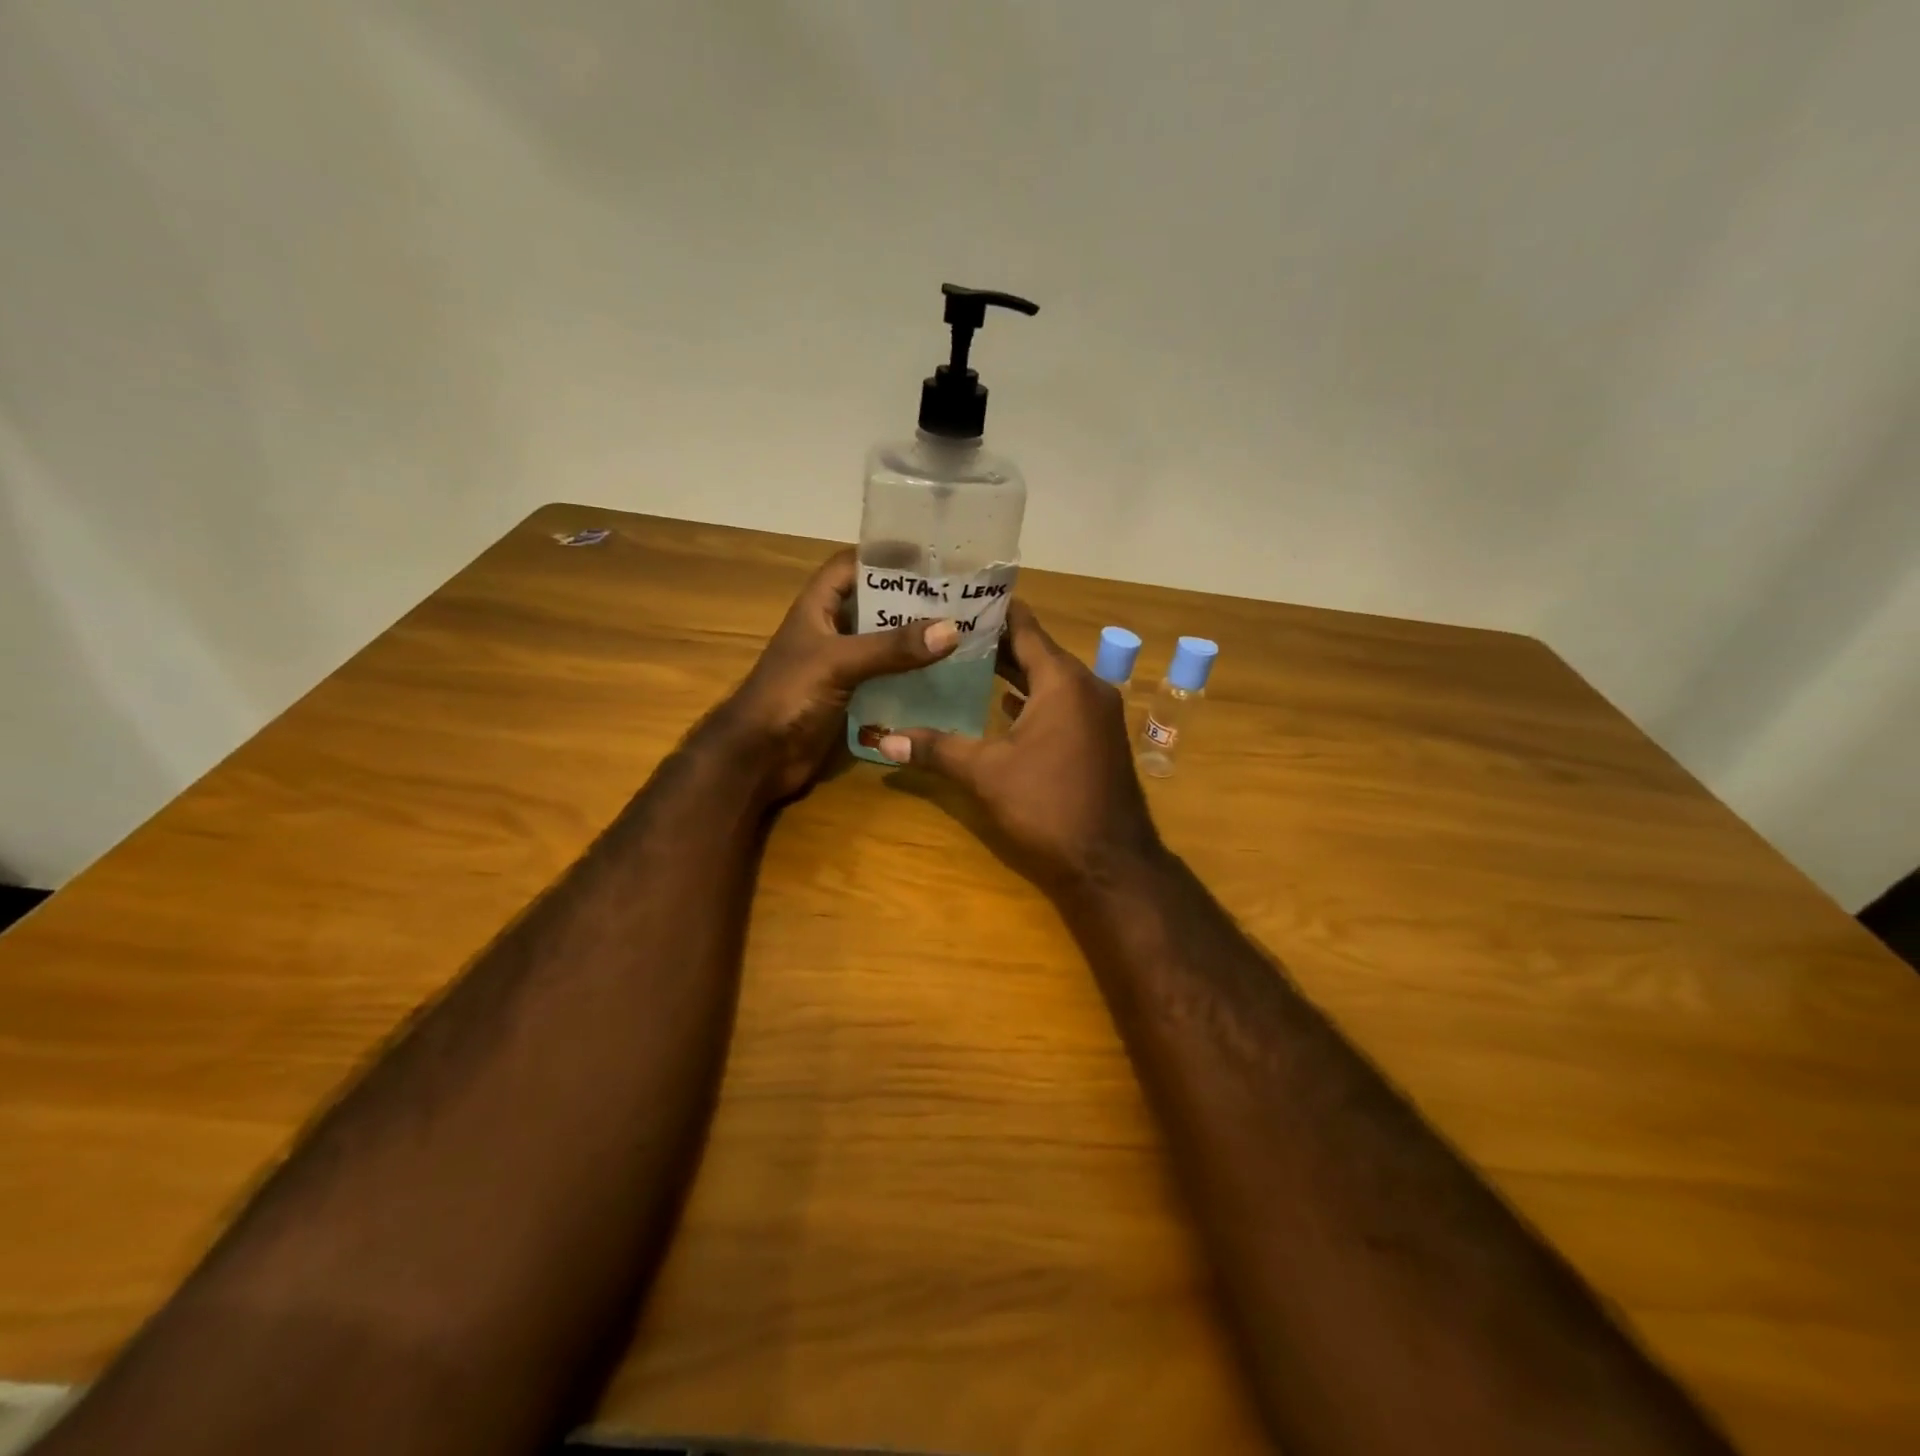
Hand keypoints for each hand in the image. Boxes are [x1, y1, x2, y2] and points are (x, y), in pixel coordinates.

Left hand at [700, 549, 960, 801]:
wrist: (759, 757)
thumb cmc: (788, 696)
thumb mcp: (839, 662)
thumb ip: (892, 647)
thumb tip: (951, 629)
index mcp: (817, 608)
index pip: (852, 566)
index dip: (885, 556)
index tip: (930, 554)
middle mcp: (831, 631)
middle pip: (875, 604)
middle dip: (912, 599)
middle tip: (959, 595)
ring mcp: (841, 665)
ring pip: (884, 643)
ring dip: (915, 639)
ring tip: (960, 630)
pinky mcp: (851, 696)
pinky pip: (886, 677)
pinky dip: (910, 674)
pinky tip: (943, 674)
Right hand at [876, 601, 1160, 890]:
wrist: (1110, 862)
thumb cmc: (1048, 806)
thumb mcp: (986, 774)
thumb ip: (936, 749)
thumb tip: (883, 739)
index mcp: (1063, 681)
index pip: (1023, 627)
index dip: (990, 612)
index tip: (954, 597)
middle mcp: (1086, 686)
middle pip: (1035, 651)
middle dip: (994, 642)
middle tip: (947, 632)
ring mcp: (1097, 713)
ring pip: (1049, 679)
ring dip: (1012, 671)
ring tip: (964, 663)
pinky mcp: (1098, 738)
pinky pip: (1061, 703)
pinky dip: (1032, 699)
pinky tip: (1002, 705)